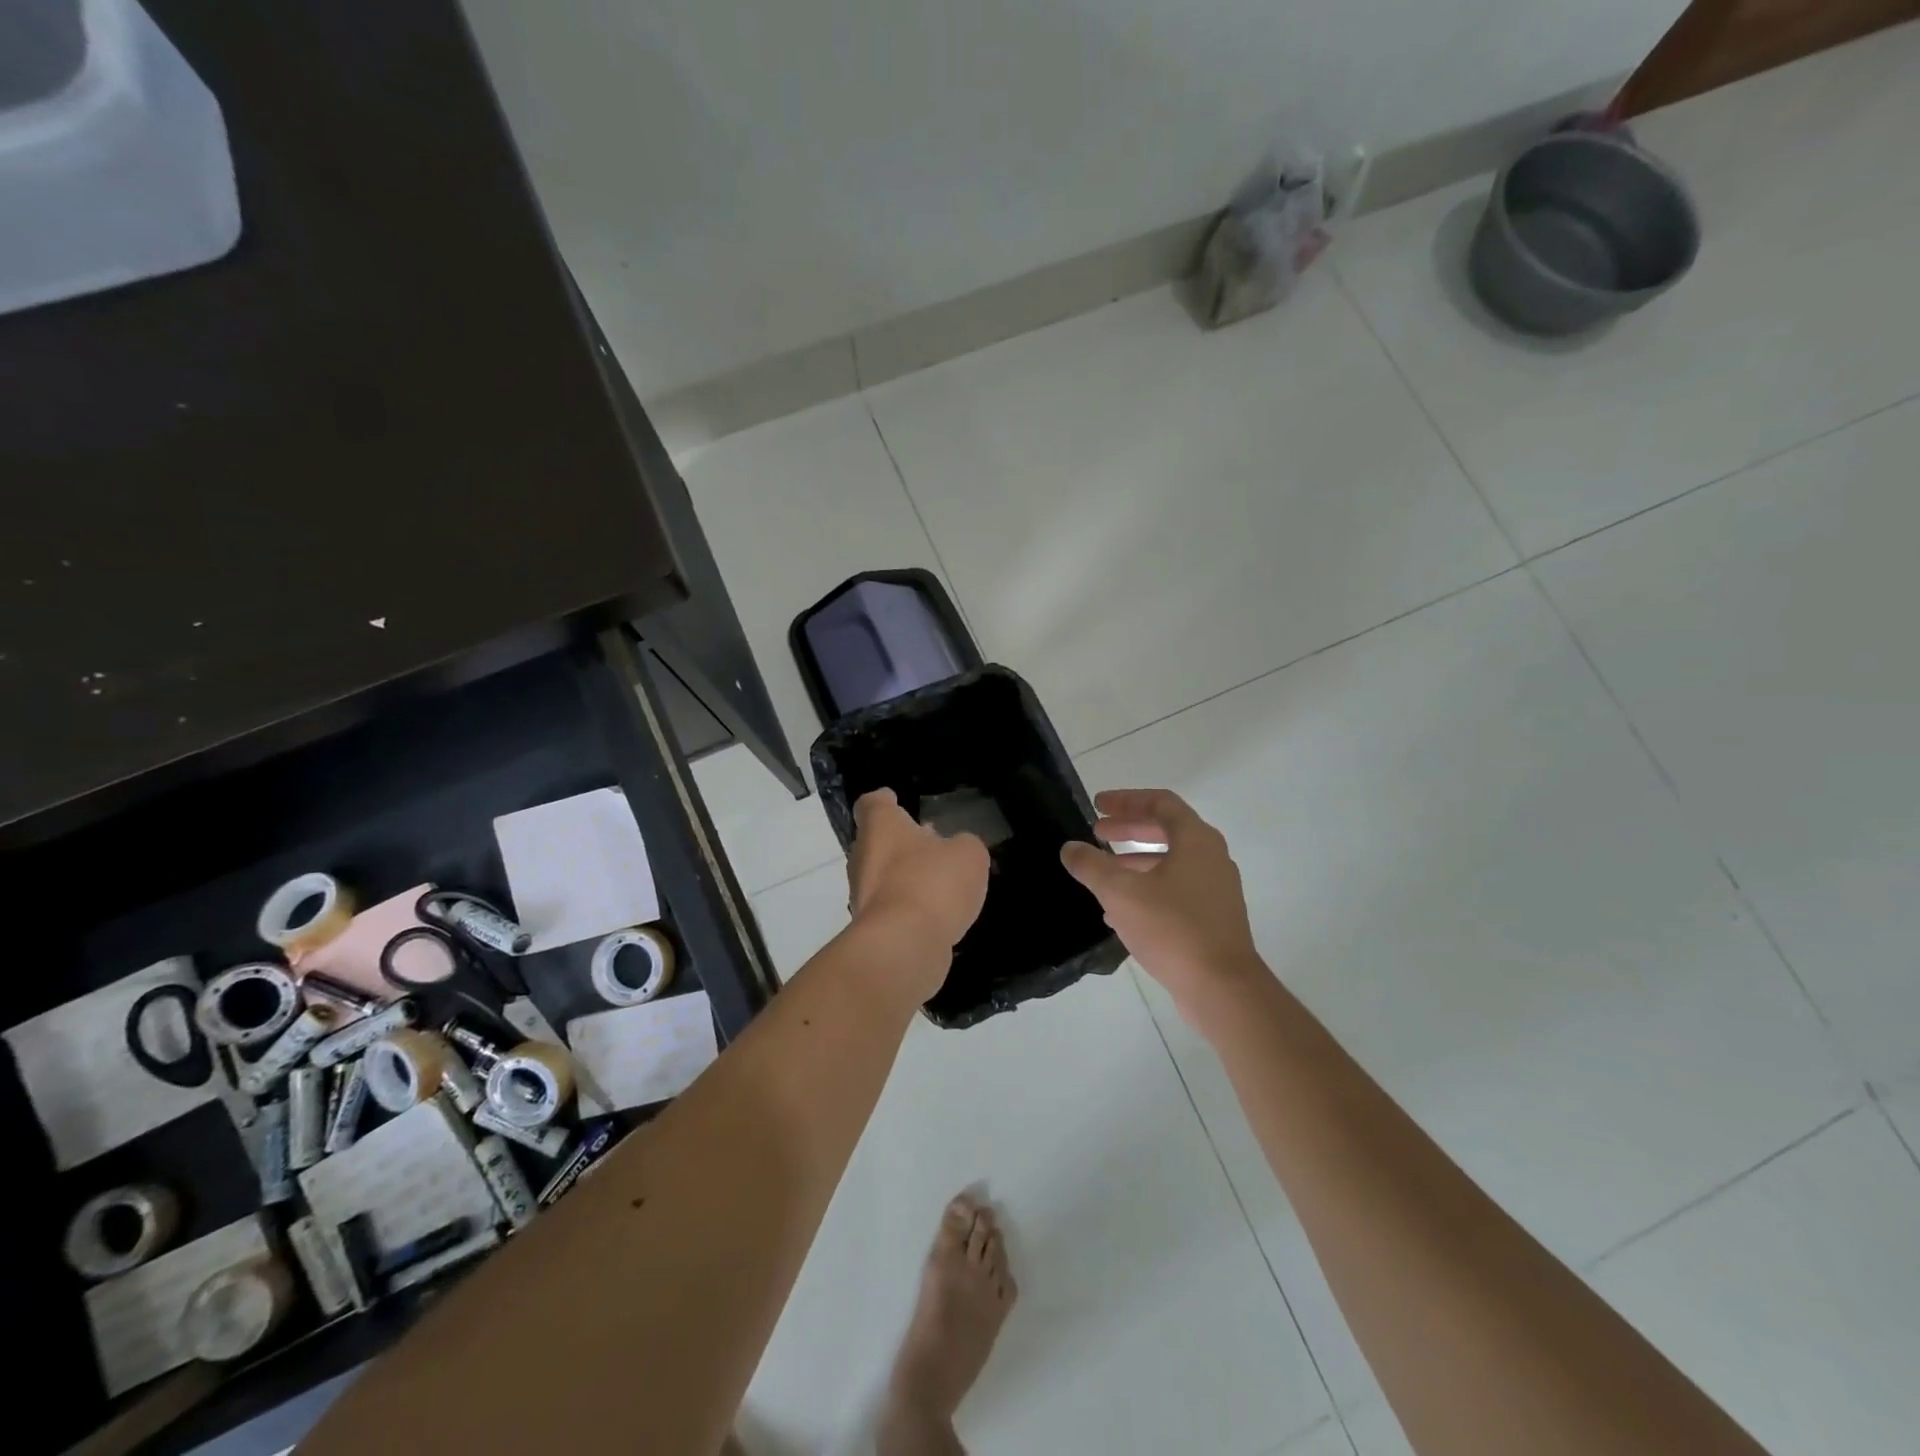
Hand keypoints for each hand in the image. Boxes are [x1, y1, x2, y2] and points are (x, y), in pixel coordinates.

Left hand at [848, 789, 990, 961]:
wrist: (902, 946)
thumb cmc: (931, 883)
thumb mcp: (968, 854)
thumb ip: (965, 845)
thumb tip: (958, 849)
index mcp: (880, 827)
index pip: (873, 803)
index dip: (885, 801)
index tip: (896, 800)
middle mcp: (863, 856)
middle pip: (877, 841)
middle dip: (902, 842)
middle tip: (931, 842)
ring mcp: (863, 894)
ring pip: (884, 876)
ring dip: (907, 876)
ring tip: (941, 881)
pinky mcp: (872, 928)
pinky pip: (893, 908)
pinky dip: (911, 908)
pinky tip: (938, 914)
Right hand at [1061, 789, 1263, 1012]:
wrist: (1221, 988)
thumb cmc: (1172, 928)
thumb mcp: (1120, 893)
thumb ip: (1092, 866)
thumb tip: (1070, 848)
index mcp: (1196, 840)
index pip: (1160, 802)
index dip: (1126, 800)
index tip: (1097, 805)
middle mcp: (1211, 857)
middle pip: (1166, 830)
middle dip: (1128, 829)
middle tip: (1097, 833)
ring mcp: (1216, 889)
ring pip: (1170, 862)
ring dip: (1134, 861)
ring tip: (1102, 873)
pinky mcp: (1214, 917)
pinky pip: (1176, 889)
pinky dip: (1147, 888)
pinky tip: (1119, 911)